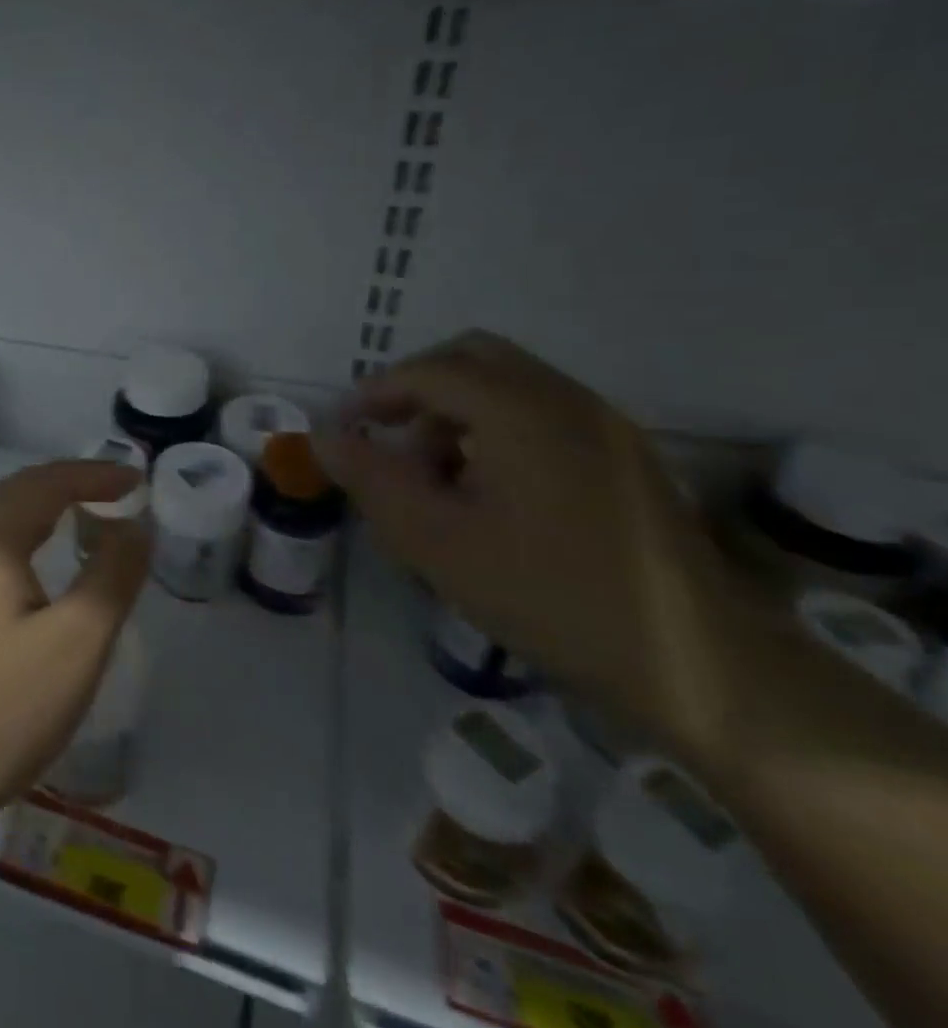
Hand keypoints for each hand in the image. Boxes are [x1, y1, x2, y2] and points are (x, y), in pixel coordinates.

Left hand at [0, 461, 148, 844]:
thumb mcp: (75, 644)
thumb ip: (112, 575)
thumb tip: (133, 526)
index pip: (46, 482)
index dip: (95, 475)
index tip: (137, 480)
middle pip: (16, 493)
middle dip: (68, 487)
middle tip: (116, 497)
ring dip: (41, 513)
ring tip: (84, 525)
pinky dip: (19, 542)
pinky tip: (34, 572)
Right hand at [318, 331, 736, 759]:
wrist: (702, 668)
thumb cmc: (551, 596)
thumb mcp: (436, 541)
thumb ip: (372, 479)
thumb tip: (325, 436)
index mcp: (521, 411)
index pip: (429, 371)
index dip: (376, 392)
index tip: (344, 429)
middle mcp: (567, 401)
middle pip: (474, 359)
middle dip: (418, 388)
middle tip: (386, 435)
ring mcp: (606, 428)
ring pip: (509, 386)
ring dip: (456, 411)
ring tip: (432, 476)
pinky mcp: (625, 461)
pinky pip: (542, 415)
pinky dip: (496, 429)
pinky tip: (486, 492)